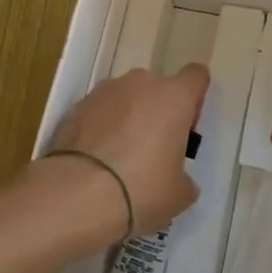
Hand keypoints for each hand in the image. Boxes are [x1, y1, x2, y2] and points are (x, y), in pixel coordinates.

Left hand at [44, 64, 208, 242]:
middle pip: (157, 88)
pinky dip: (100, 129)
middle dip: (157, 111)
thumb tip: (176, 177)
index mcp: (174, 97)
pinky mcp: (75, 107)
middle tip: (153, 149)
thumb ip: (184, 176)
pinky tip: (96, 162)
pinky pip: (98, 113)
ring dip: (127, 118)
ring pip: (125, 98)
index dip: (194, 98)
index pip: (196, 76)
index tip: (186, 126)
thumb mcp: (179, 194)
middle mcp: (140, 84)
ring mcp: (104, 92)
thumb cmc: (142, 189)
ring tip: (118, 158)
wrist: (77, 195)